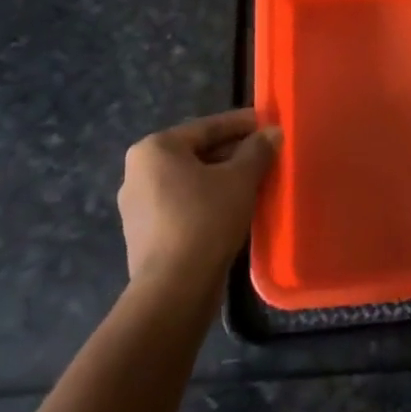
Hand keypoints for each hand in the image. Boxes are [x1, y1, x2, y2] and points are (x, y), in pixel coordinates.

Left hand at [119, 109, 280, 290]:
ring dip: (223, 178)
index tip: (268, 123)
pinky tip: (235, 208)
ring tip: (256, 181)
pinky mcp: (145, 234)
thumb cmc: (205, 219)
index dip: (242, 124)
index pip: (207, 127)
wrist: (174, 289)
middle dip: (233, 152)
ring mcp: (138, 206)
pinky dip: (209, 201)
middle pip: (197, 153)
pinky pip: (184, 205)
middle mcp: (138, 172)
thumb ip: (257, 150)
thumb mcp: (240, 179)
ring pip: (191, 180)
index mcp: (155, 149)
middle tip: (266, 154)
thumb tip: (273, 132)